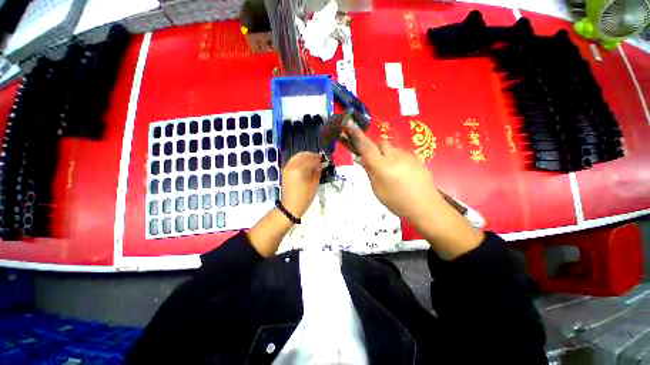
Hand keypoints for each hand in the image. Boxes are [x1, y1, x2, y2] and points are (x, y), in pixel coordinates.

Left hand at [280, 152, 327, 217]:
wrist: (291, 206)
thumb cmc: (305, 197)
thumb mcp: (314, 184)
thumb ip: (318, 171)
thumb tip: (323, 163)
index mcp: (300, 169)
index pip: (312, 159)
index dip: (319, 160)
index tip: (325, 161)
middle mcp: (292, 165)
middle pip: (304, 155)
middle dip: (313, 156)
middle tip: (320, 160)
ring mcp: (287, 167)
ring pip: (298, 156)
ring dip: (306, 156)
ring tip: (313, 162)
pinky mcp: (285, 170)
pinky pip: (293, 160)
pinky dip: (300, 159)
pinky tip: (306, 164)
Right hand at [342, 121, 482, 259]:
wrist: (426, 207)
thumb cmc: (396, 202)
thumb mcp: (377, 189)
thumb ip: (369, 171)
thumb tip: (361, 158)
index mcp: (382, 166)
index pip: (366, 146)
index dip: (357, 135)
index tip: (350, 125)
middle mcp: (394, 156)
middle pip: (380, 143)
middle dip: (374, 148)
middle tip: (373, 161)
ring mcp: (407, 156)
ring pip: (391, 148)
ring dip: (385, 154)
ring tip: (389, 170)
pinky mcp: (416, 158)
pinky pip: (401, 153)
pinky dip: (395, 158)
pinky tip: (400, 172)